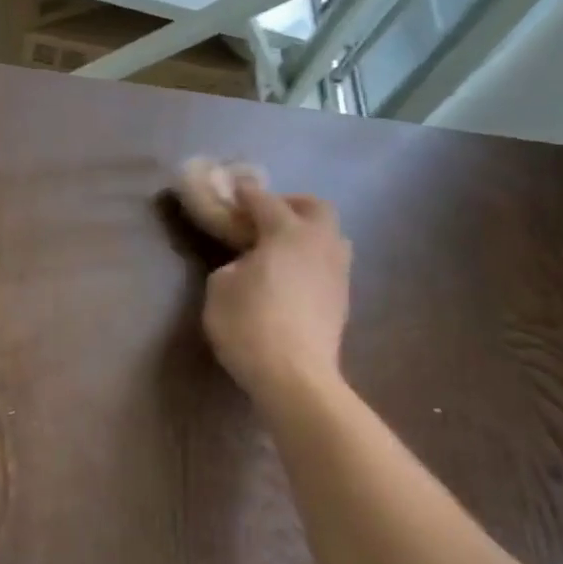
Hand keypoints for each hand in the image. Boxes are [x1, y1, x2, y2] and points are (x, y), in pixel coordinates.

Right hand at [201, 179, 353, 405]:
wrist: (294, 375)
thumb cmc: (249, 325)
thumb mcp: (220, 289)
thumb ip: (233, 265)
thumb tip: (247, 264)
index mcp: (287, 232)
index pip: (265, 202)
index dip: (246, 193)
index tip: (234, 188)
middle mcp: (320, 243)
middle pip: (315, 208)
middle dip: (292, 204)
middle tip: (268, 215)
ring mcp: (337, 271)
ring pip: (330, 236)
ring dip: (308, 232)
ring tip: (283, 247)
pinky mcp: (342, 299)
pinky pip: (329, 264)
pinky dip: (312, 259)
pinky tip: (294, 275)